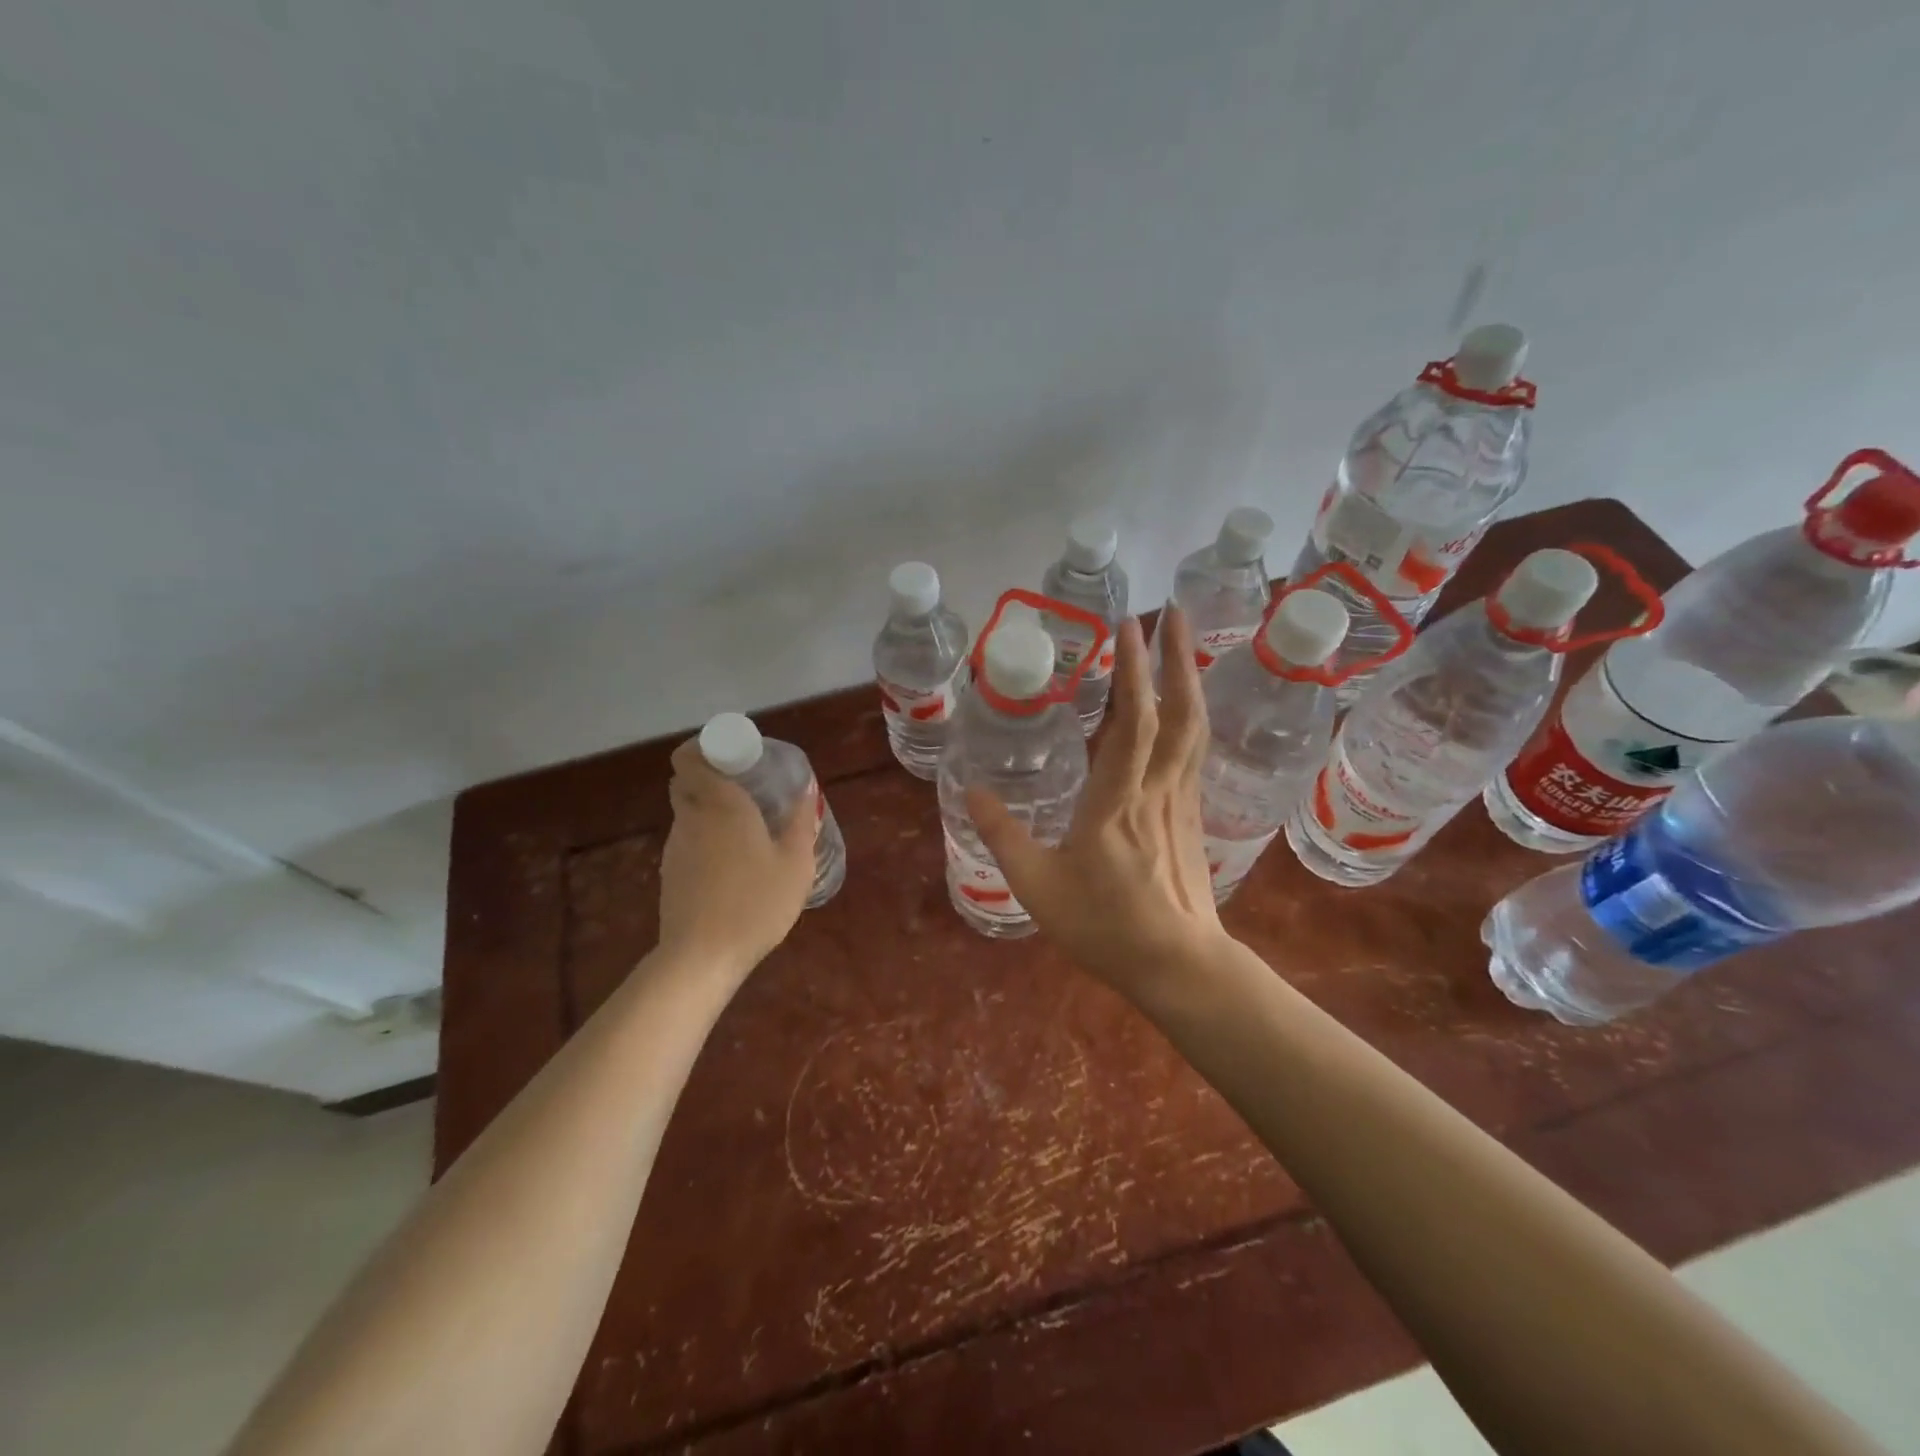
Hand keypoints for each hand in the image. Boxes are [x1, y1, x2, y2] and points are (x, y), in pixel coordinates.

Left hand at [658, 739, 817, 976]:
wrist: (702, 957)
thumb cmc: (755, 902)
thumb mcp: (795, 863)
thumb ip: (801, 822)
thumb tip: (806, 789)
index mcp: (720, 804)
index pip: (688, 757)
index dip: (705, 746)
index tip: (734, 753)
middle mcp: (690, 818)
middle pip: (687, 782)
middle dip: (711, 776)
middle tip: (747, 786)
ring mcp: (675, 847)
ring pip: (688, 812)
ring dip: (710, 810)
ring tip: (747, 828)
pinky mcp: (670, 874)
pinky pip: (688, 840)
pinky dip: (706, 838)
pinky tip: (733, 863)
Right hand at [968, 607, 1230, 998]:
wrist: (1178, 965)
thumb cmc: (1106, 926)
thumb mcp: (1037, 885)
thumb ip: (1003, 834)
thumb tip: (971, 791)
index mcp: (1118, 800)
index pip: (1133, 721)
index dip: (1134, 670)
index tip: (1130, 624)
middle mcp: (1157, 788)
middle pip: (1179, 712)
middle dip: (1178, 656)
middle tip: (1175, 611)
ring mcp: (1182, 801)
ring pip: (1194, 729)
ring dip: (1190, 679)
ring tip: (1182, 643)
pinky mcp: (1192, 817)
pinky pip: (1194, 752)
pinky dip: (1190, 716)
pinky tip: (1181, 709)